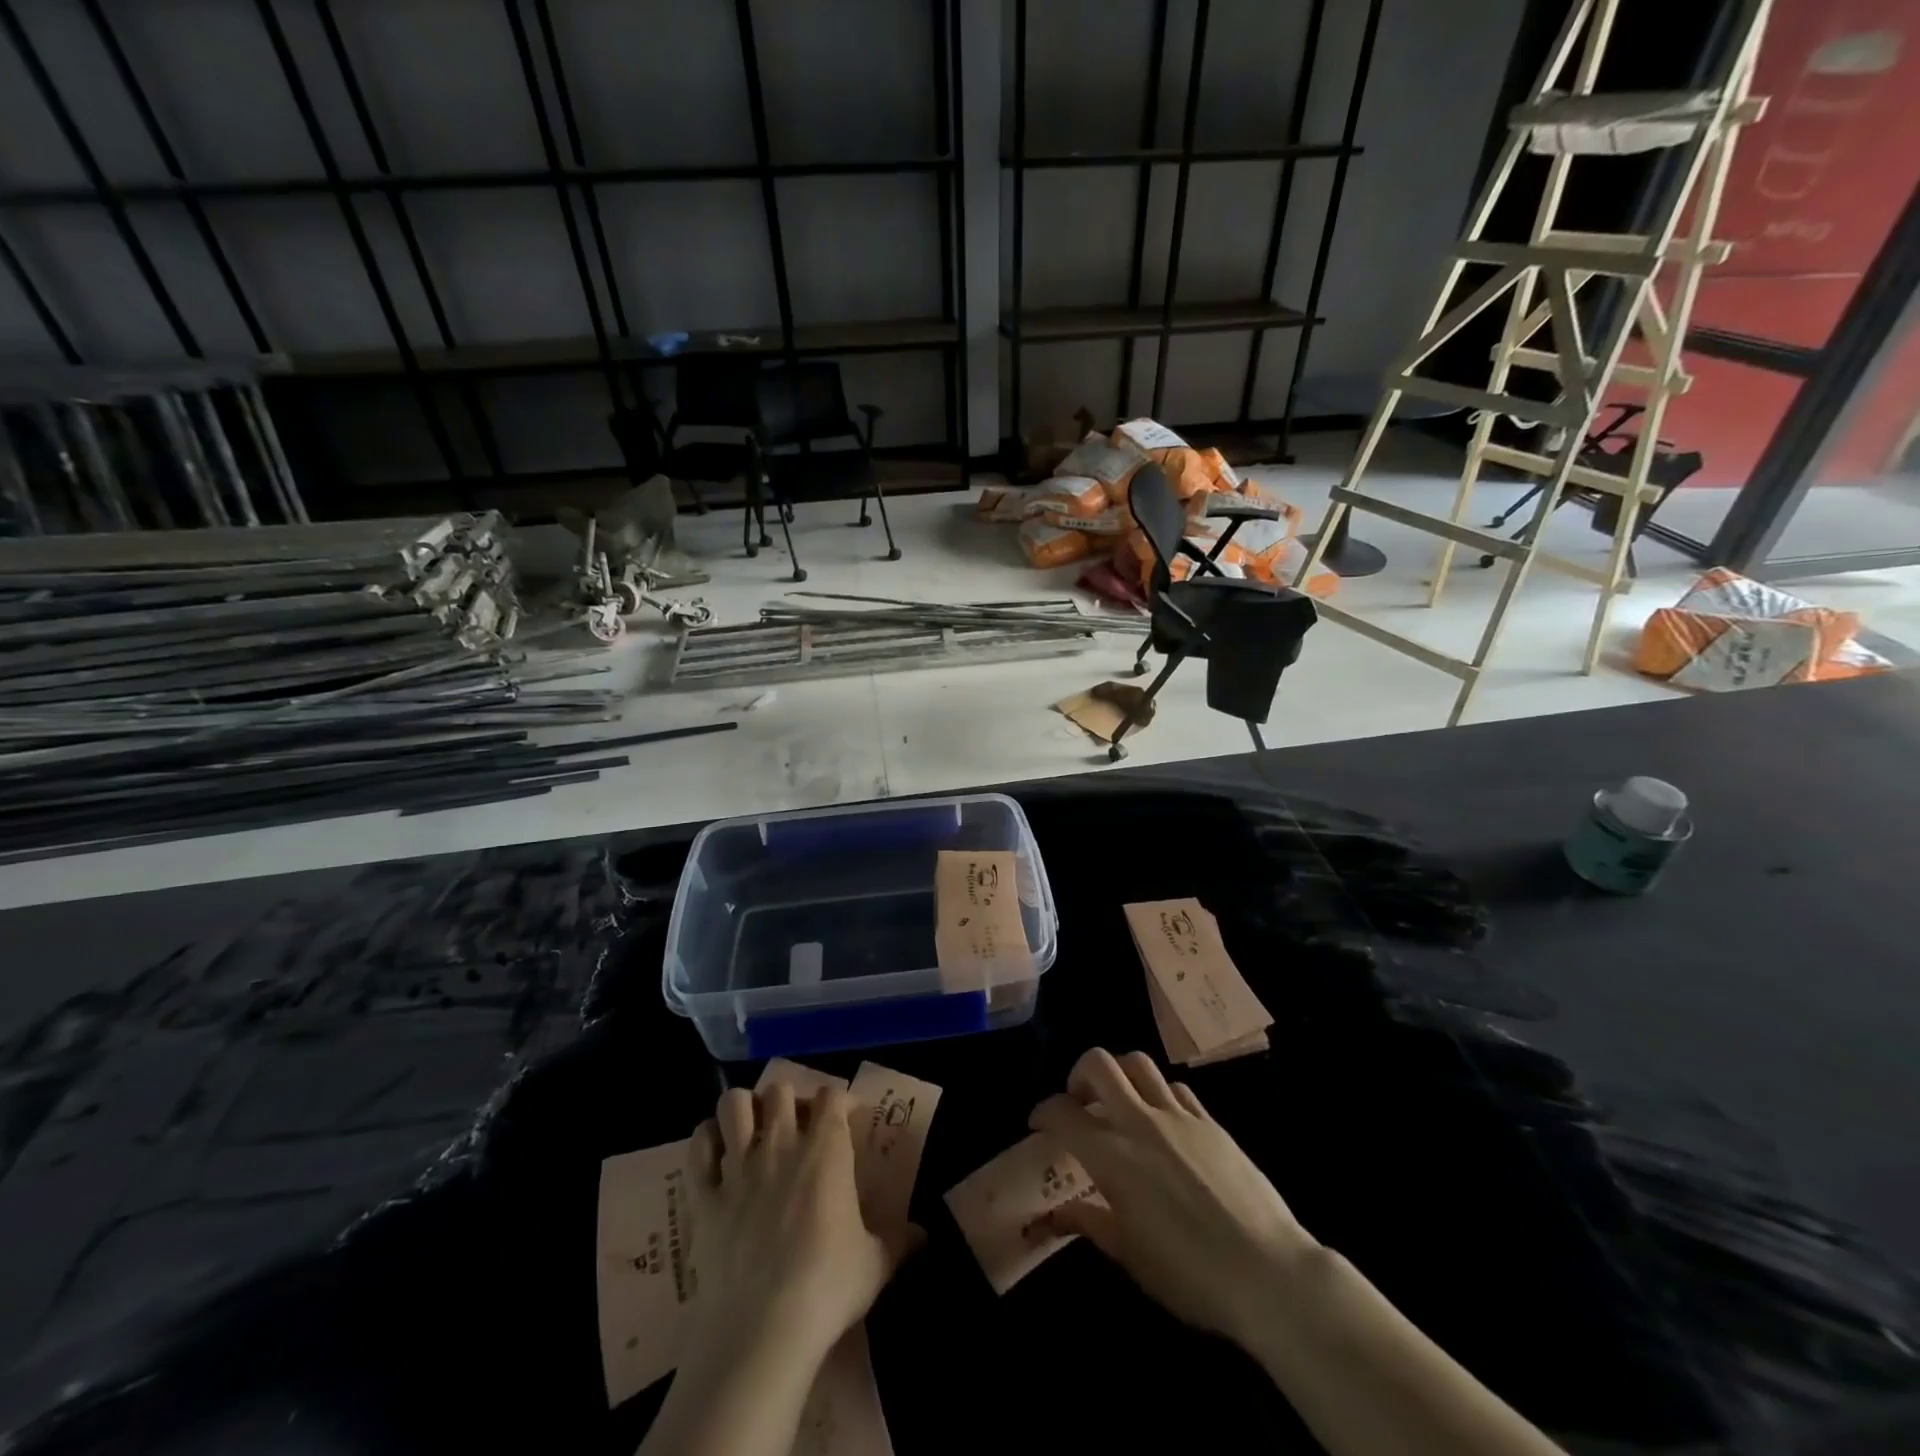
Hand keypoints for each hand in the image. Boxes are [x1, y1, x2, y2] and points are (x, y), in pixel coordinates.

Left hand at [682, 1083, 919, 1371]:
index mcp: (826, 1149)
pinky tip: (716, 1155)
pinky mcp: (704, 1195)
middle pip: (779, 1089)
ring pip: (733, 1104)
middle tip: (796, 1126)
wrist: (762, 1329)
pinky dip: (706, 1141)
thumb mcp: (875, 1264)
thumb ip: (899, 1241)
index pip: (832, 1095)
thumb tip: (925, 1235)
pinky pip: (697, 1147)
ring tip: (752, 1130)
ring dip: (743, 1110)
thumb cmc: (827, 1286)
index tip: (845, 1118)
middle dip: (788, 1100)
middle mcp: (780, 1143)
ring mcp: (738, 1166)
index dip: (839, 1100)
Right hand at [1029, 1048, 1319, 1350]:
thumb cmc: (1190, 1275)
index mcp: (1111, 1156)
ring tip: (1118, 1100)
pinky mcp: (1209, 1121)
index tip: (1038, 1124)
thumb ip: (1089, 1223)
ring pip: (1137, 1063)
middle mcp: (1140, 1122)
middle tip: (1079, 1102)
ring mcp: (1178, 1116)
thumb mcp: (1129, 1256)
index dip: (1043, 1113)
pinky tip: (1161, 1120)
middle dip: (1078, 1075)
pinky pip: (1175, 1087)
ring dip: (1119, 1073)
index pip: (1062, 1113)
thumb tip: (1053, 1215)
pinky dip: (1158, 1093)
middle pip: (1098, 1063)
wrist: (1268, 1273)